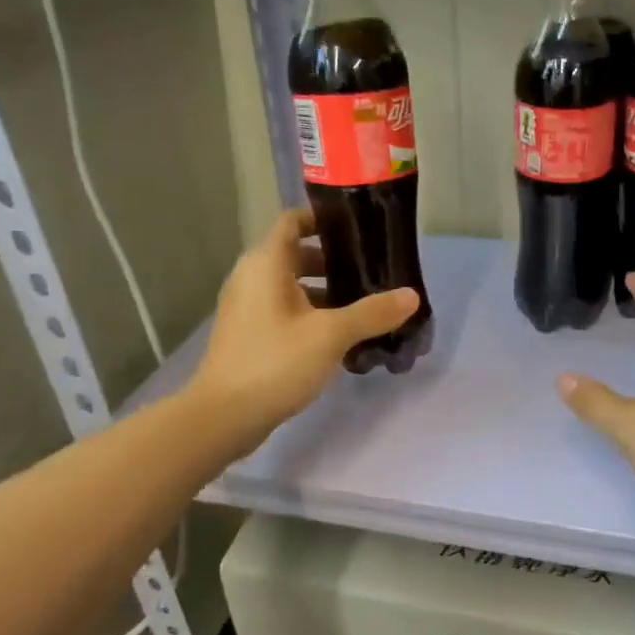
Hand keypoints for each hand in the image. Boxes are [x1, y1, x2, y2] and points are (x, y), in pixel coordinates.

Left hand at [189, 209, 418, 455]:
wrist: (223, 416)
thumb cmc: (275, 362)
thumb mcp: (331, 335)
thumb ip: (372, 313)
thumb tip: (412, 296)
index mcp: (266, 264)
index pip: (293, 221)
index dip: (323, 218)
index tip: (358, 228)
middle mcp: (252, 278)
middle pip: (295, 254)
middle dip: (333, 260)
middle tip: (371, 271)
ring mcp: (247, 308)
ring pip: (291, 287)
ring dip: (325, 291)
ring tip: (364, 305)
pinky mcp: (249, 335)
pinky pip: (284, 311)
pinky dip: (310, 314)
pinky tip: (340, 336)